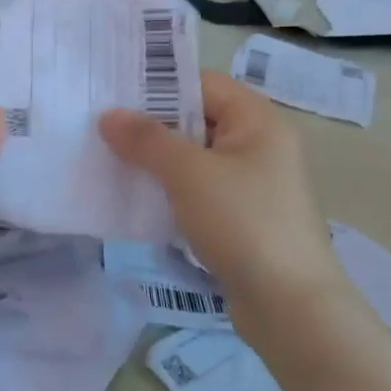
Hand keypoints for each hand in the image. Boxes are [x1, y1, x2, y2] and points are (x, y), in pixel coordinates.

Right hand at [99, 72, 352, 334]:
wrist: (290, 307)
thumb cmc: (243, 223)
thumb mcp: (188, 173)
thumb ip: (146, 140)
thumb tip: (108, 116)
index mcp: (258, 121)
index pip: (201, 83)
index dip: (157, 83)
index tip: (111, 90)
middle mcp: (258, 145)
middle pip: (196, 119)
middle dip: (149, 124)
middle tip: (99, 125)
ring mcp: (251, 184)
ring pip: (192, 157)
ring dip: (154, 159)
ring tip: (107, 158)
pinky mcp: (240, 217)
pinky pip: (196, 189)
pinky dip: (167, 189)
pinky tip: (134, 196)